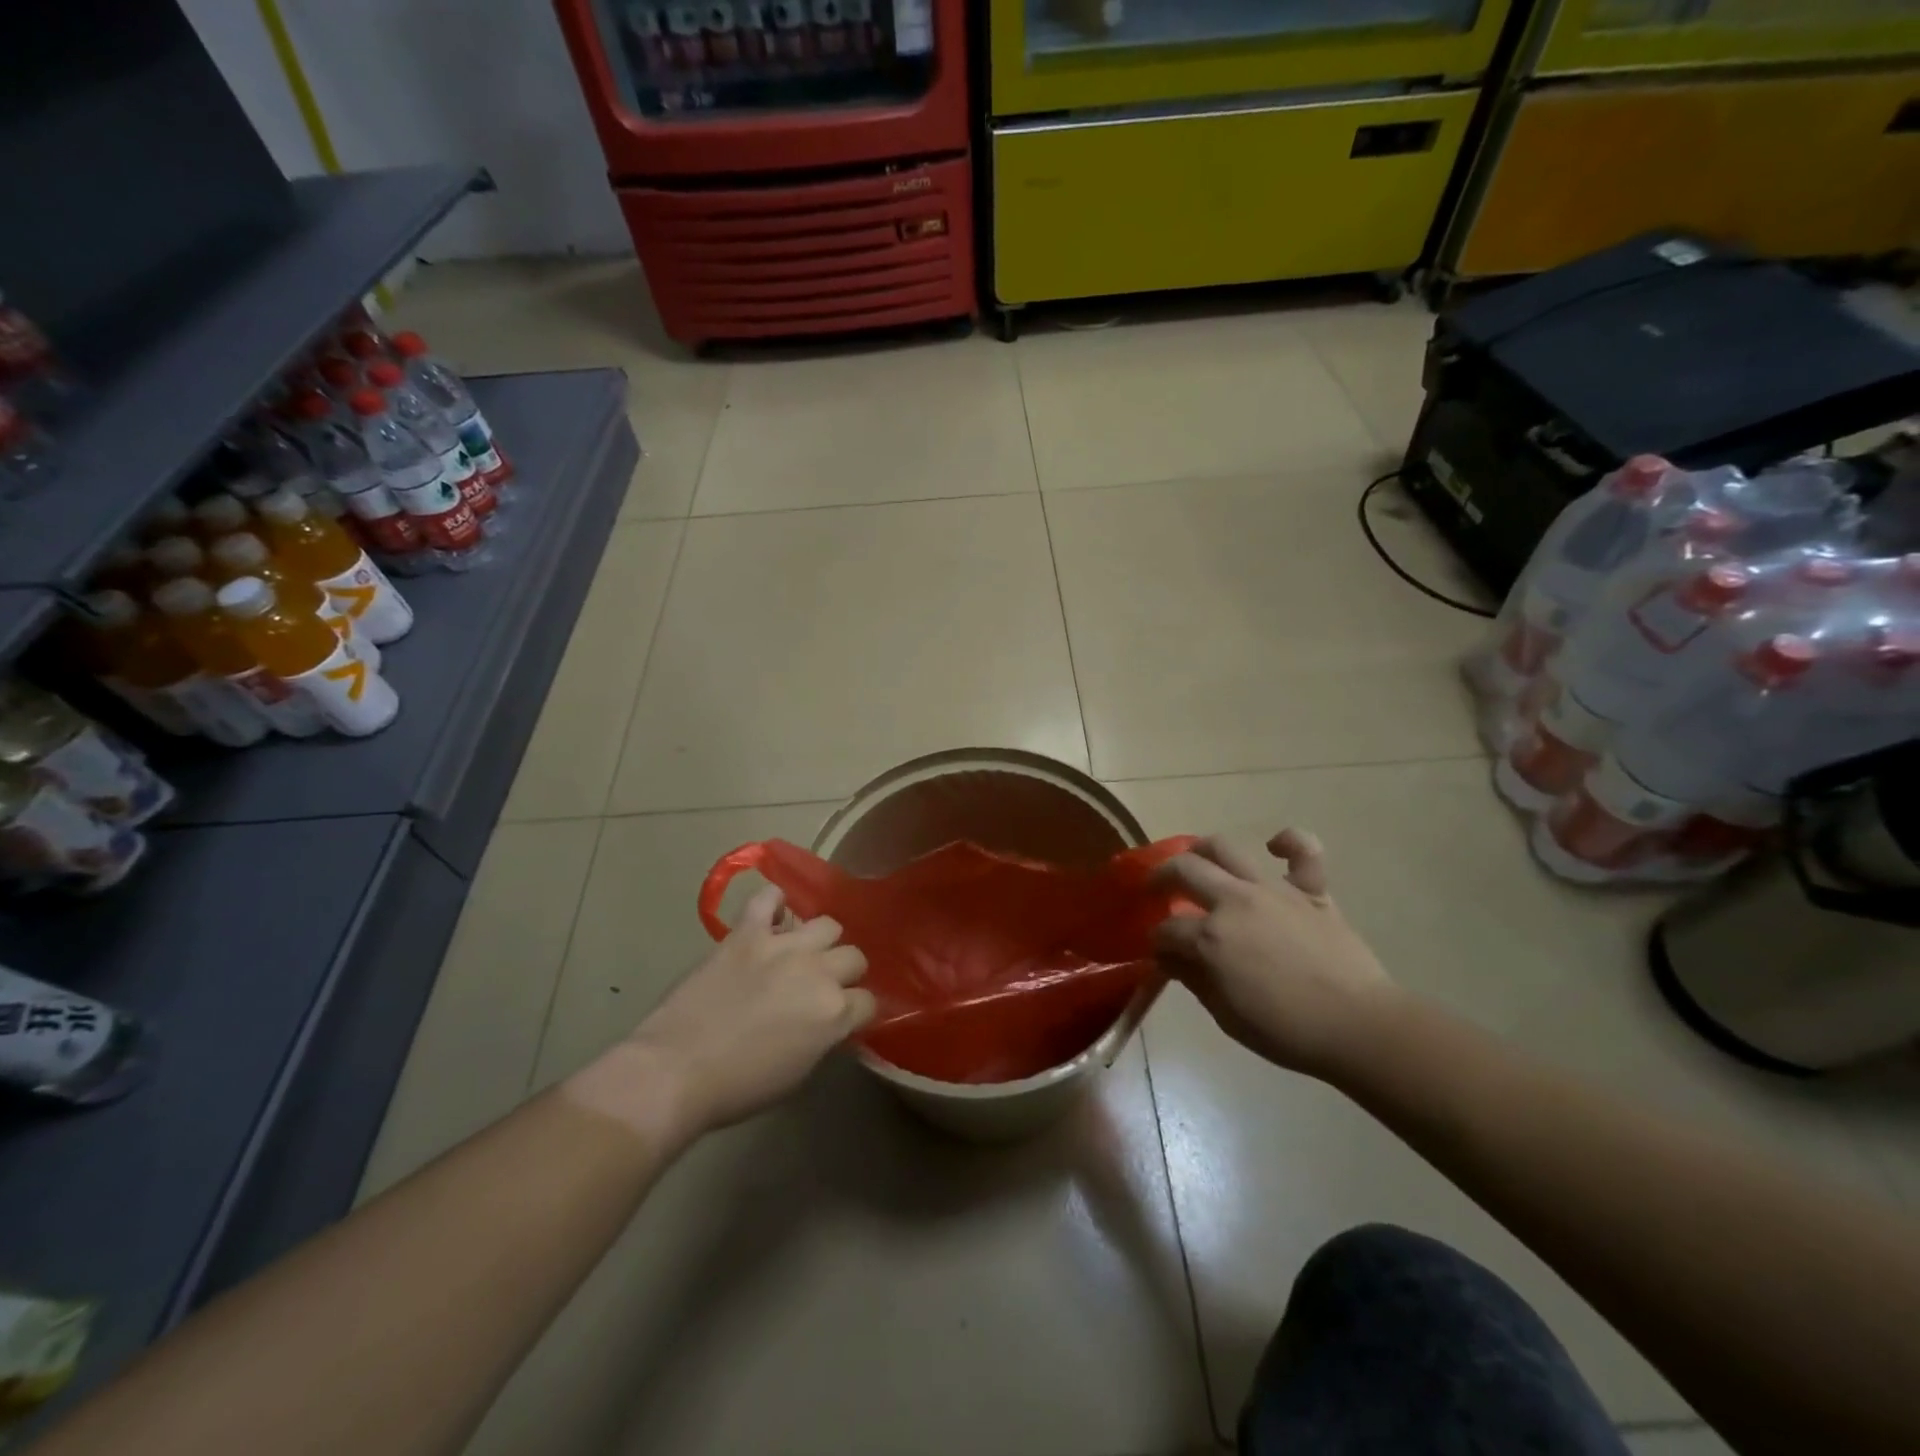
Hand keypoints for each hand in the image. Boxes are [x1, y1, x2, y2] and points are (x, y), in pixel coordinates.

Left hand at [565, 886, 872, 1143]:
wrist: (675, 1071)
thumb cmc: (739, 1086)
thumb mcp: (799, 1072)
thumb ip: (824, 1036)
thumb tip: (831, 1020)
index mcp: (834, 1011)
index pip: (868, 1001)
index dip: (856, 1011)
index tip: (843, 1018)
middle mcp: (818, 971)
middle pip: (854, 957)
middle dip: (844, 973)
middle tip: (820, 987)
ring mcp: (783, 945)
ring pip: (827, 924)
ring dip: (819, 941)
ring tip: (801, 954)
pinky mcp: (747, 932)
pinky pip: (769, 898)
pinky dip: (774, 903)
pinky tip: (773, 917)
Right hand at [1154, 830, 1399, 1080]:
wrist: (1358, 1026)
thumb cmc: (1287, 1031)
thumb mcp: (1226, 1015)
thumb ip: (1193, 979)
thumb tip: (1171, 958)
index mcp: (1210, 938)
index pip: (1167, 930)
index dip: (1157, 940)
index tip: (1159, 952)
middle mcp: (1234, 901)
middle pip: (1184, 870)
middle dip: (1161, 878)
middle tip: (1157, 890)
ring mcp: (1273, 889)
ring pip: (1226, 848)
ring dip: (1202, 850)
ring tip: (1196, 860)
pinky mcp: (1310, 890)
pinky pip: (1303, 851)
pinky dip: (1288, 842)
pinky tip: (1274, 846)